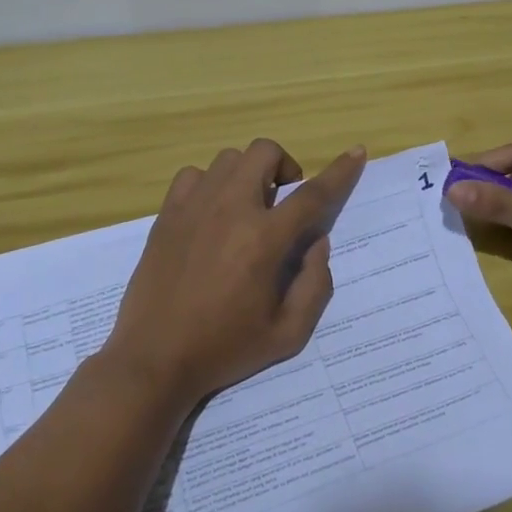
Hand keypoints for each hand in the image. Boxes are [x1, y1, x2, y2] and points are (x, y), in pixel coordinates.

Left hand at [102, 139, 366, 407]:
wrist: (154, 359)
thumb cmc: (225, 348)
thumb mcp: (288, 333)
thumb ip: (315, 284)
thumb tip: (317, 242)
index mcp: (264, 239)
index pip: (313, 194)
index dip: (340, 171)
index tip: (357, 152)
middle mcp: (231, 210)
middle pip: (264, 152)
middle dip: (284, 165)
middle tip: (283, 198)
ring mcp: (194, 207)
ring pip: (229, 159)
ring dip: (248, 174)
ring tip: (246, 207)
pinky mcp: (167, 214)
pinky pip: (194, 175)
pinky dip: (211, 183)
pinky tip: (211, 212)